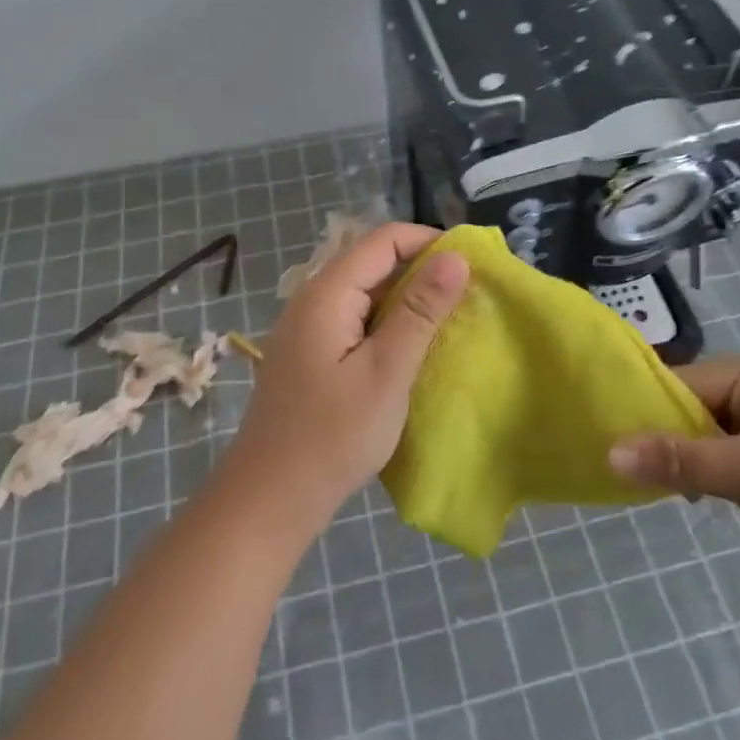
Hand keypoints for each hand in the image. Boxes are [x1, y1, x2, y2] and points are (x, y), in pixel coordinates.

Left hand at [227, 223, 468, 526]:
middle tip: (466, 298)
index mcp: (327, 293)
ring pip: (366, 293)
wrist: (269, 499)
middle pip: (372, 262)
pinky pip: (355, 320)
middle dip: (421, 271)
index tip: (470, 266)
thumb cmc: (332, 436)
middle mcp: (313, 299)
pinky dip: (387, 324)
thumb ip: (420, 311)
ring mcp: (308, 327)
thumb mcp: (386, 372)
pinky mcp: (311, 353)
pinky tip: (411, 350)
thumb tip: (455, 257)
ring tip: (448, 322)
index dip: (428, 242)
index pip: (383, 239)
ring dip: (407, 300)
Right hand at [608, 354, 739, 611]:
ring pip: (698, 442)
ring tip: (623, 477)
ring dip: (670, 460)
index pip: (683, 382)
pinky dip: (691, 480)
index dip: (642, 406)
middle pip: (687, 410)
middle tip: (604, 458)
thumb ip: (680, 460)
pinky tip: (663, 494)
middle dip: (654, 435)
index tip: (599, 429)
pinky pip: (714, 469)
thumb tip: (608, 453)